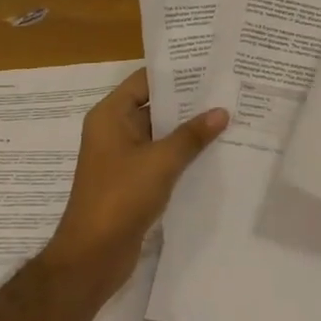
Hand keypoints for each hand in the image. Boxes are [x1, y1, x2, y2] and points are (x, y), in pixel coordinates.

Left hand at [40, 68, 227, 289]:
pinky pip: (161, 157)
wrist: (93, 257)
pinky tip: (214, 150)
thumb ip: (192, 135)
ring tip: (228, 115)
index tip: (209, 64)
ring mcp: (123, 157)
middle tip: (227, 89)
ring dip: (188, 129)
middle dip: (188, 101)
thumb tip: (222, 111)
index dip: (175, 72)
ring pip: (160, 133)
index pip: (144, 81)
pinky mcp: (133, 181)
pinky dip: (183, 153)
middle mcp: (114, 131)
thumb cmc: (120, 197)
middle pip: (154, 106)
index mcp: (111, 116)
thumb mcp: (160, 161)